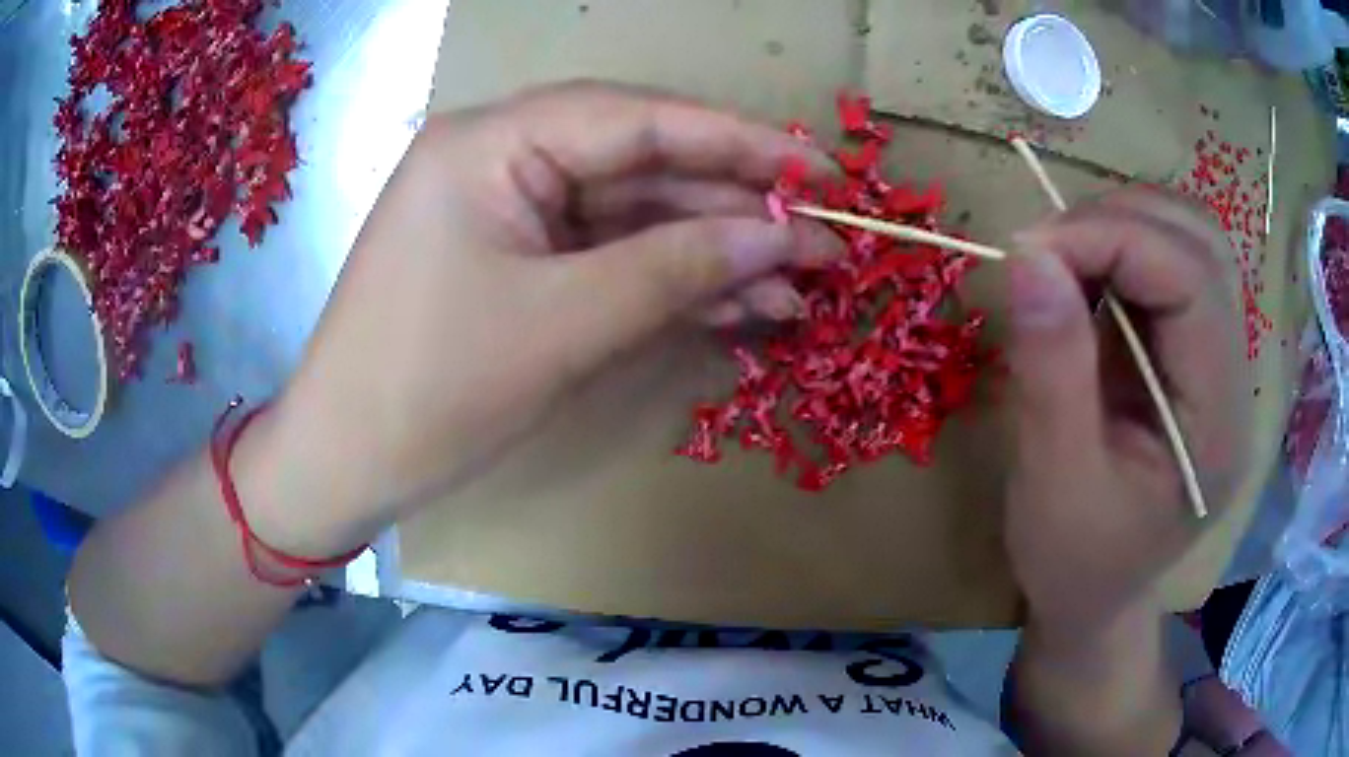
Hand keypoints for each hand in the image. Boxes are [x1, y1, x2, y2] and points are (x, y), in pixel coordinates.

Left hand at [241, 82, 838, 554]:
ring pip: (634, 217)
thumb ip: (679, 268)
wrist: (346, 463)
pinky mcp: (518, 263)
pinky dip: (671, 282)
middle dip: (736, 208)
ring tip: (800, 287)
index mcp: (493, 142)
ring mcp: (511, 212)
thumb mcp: (564, 324)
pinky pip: (609, 257)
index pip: (640, 118)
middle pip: (643, 165)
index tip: (821, 172)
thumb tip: (783, 239)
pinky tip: (741, 305)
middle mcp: (502, 158)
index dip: (741, 143)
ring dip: (714, 253)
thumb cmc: (430, 390)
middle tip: (824, 242)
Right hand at [1003, 187, 1247, 634]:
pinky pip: (1168, 266)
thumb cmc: (1074, 562)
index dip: (1114, 238)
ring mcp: (1217, 360)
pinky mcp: (1192, 351)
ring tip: (1062, 260)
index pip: (1193, 281)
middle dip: (1119, 221)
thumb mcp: (1052, 481)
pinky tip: (1082, 281)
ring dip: (1121, 227)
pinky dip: (1119, 251)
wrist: (1096, 598)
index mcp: (1218, 423)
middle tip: (1045, 250)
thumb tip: (1029, 255)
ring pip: (1189, 241)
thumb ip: (1051, 368)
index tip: (1031, 248)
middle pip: (1202, 244)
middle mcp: (1234, 378)